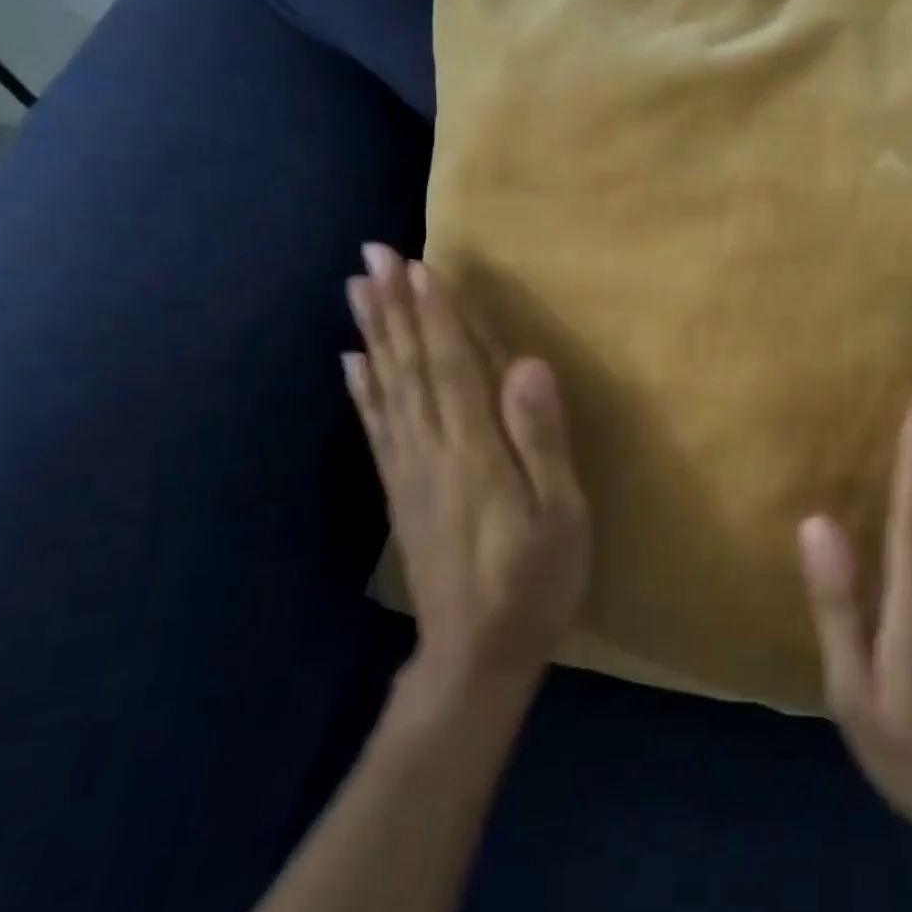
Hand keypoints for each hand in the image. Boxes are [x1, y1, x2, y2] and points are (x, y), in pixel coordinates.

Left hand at [345, 245, 591, 693]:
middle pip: (408, 366)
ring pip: (386, 388)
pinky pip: (377, 428)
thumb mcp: (560, 514)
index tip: (418, 264)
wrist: (476, 655)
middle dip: (392, 307)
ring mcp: (410, 470)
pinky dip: (363, 390)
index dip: (435, 313)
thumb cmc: (535, 581)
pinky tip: (351, 362)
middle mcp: (432, 449)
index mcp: (475, 450)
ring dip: (373, 335)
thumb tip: (528, 366)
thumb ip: (542, 439)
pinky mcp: (401, 492)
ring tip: (356, 290)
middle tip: (372, 255)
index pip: (451, 365)